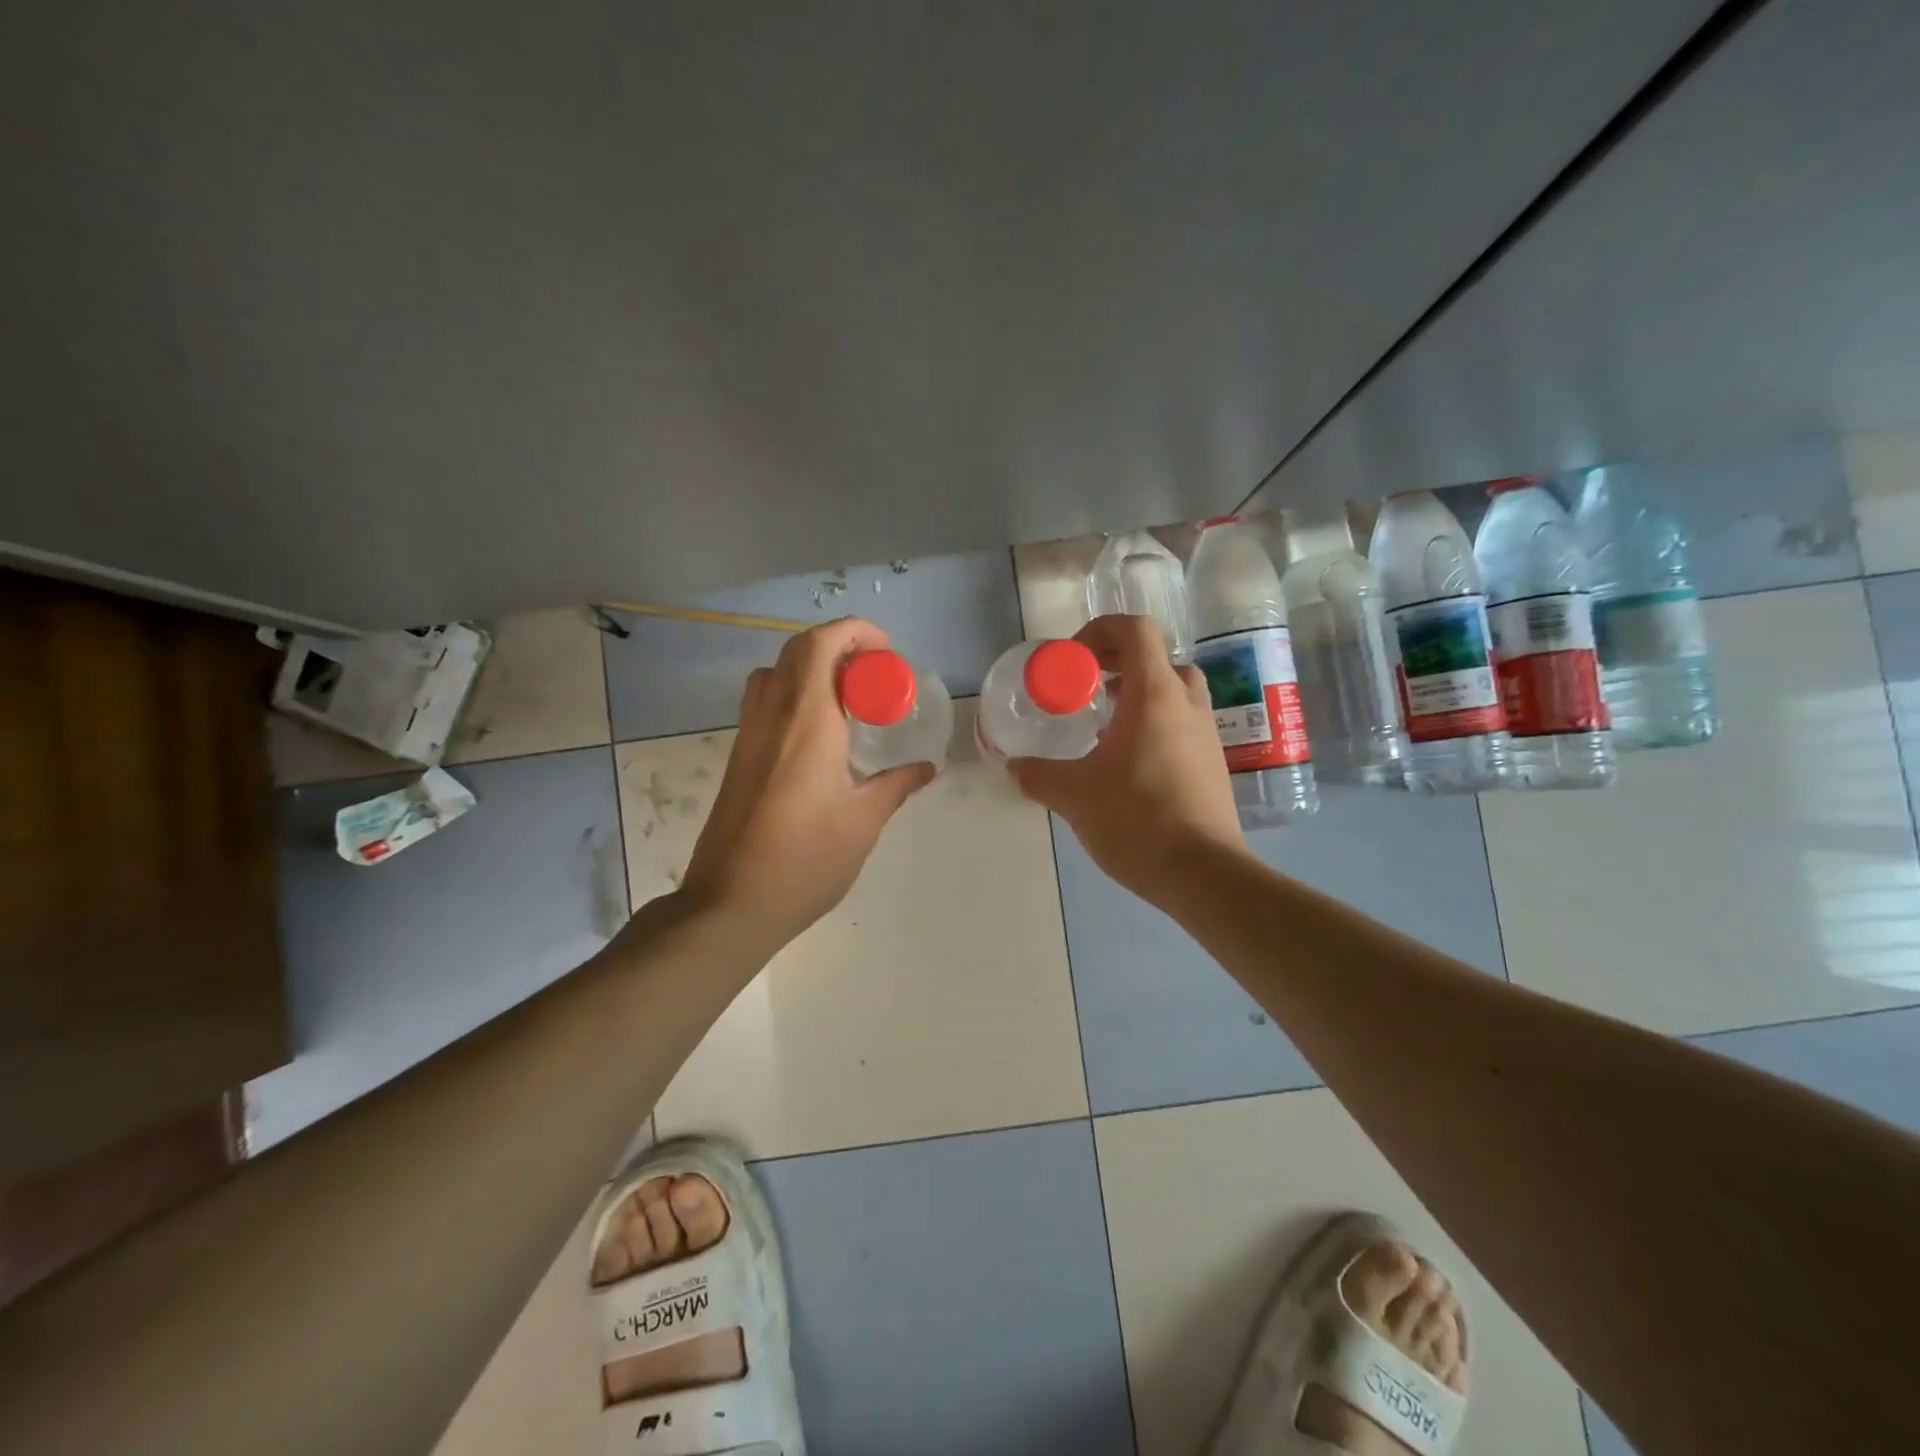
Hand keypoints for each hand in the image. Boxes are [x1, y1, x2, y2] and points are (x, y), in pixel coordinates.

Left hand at [679, 618, 934, 946]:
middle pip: (796, 650)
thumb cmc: (805, 860)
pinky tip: (821, 736)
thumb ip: (895, 786)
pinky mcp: (738, 756)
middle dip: (838, 647)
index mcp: (807, 722)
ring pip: (775, 673)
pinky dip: (794, 694)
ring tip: (848, 700)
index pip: (821, 645)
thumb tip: (926, 768)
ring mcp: (748, 735)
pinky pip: (765, 702)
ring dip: (812, 669)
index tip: (886, 654)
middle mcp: (772, 716)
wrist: (730, 903)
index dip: (855, 632)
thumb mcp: (863, 823)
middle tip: (873, 675)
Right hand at [1009, 614, 1245, 903]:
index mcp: (1154, 694)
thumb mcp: (1073, 795)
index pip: (1135, 630)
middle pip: (1156, 659)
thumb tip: (1015, 767)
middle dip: (1118, 665)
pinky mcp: (1213, 764)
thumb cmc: (1137, 819)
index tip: (1073, 660)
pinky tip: (1128, 766)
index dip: (1100, 631)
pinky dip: (1154, 726)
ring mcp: (1206, 734)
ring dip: (1138, 696)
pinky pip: (1181, 725)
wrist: (1203, 873)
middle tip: (1088, 690)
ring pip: (1173, 693)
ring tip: (1104, 727)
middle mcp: (1186, 704)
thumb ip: (1038, 775)